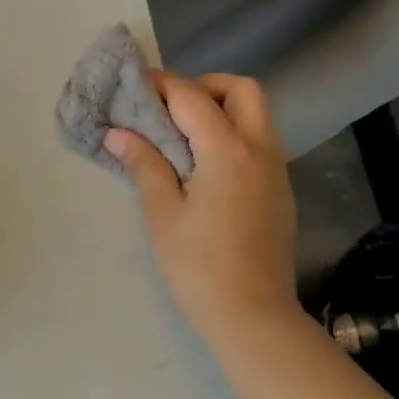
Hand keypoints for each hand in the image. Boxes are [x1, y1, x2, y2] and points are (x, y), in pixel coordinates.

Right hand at [104, 73, 299, 343]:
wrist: (253, 315)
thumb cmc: (198, 265)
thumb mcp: (162, 213)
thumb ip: (144, 165)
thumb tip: (119, 133)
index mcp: (228, 151)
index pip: (193, 98)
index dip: (162, 85)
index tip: (135, 84)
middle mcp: (260, 150)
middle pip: (242, 91)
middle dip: (205, 86)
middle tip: (170, 107)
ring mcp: (276, 170)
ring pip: (257, 116)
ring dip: (222, 109)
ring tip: (182, 135)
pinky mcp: (280, 191)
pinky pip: (259, 143)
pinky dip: (233, 135)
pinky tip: (205, 166)